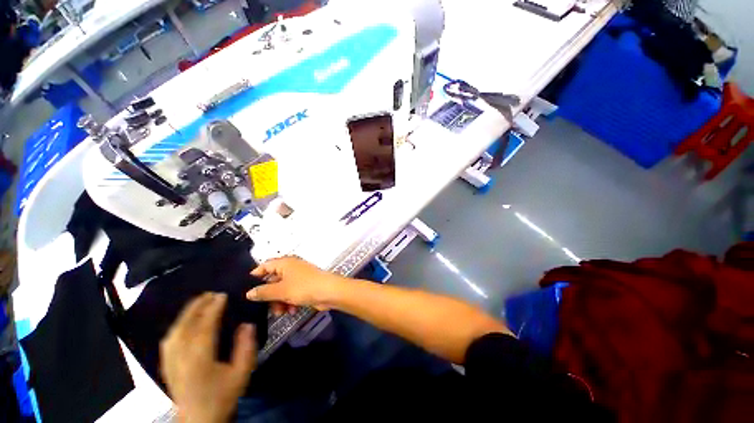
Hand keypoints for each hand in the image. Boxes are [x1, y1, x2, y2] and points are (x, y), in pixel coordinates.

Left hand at [160, 293, 255, 422]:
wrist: (198, 420)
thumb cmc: (222, 396)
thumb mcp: (241, 373)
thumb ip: (246, 347)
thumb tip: (247, 324)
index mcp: (200, 359)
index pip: (205, 327)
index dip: (213, 309)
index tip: (222, 295)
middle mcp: (180, 357)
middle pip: (186, 326)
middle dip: (198, 306)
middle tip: (211, 293)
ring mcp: (170, 361)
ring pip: (174, 331)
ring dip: (186, 314)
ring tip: (198, 302)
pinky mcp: (166, 365)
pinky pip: (169, 340)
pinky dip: (177, 326)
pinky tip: (183, 321)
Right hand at [246, 256, 345, 314]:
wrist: (329, 292)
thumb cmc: (304, 287)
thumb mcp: (281, 290)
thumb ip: (263, 292)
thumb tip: (249, 293)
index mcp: (285, 263)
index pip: (265, 265)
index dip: (255, 275)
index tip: (246, 289)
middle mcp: (291, 268)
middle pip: (272, 281)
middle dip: (268, 295)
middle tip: (264, 307)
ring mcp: (298, 278)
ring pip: (281, 290)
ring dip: (279, 302)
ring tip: (281, 312)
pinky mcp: (304, 287)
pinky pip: (291, 294)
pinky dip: (289, 302)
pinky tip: (292, 311)